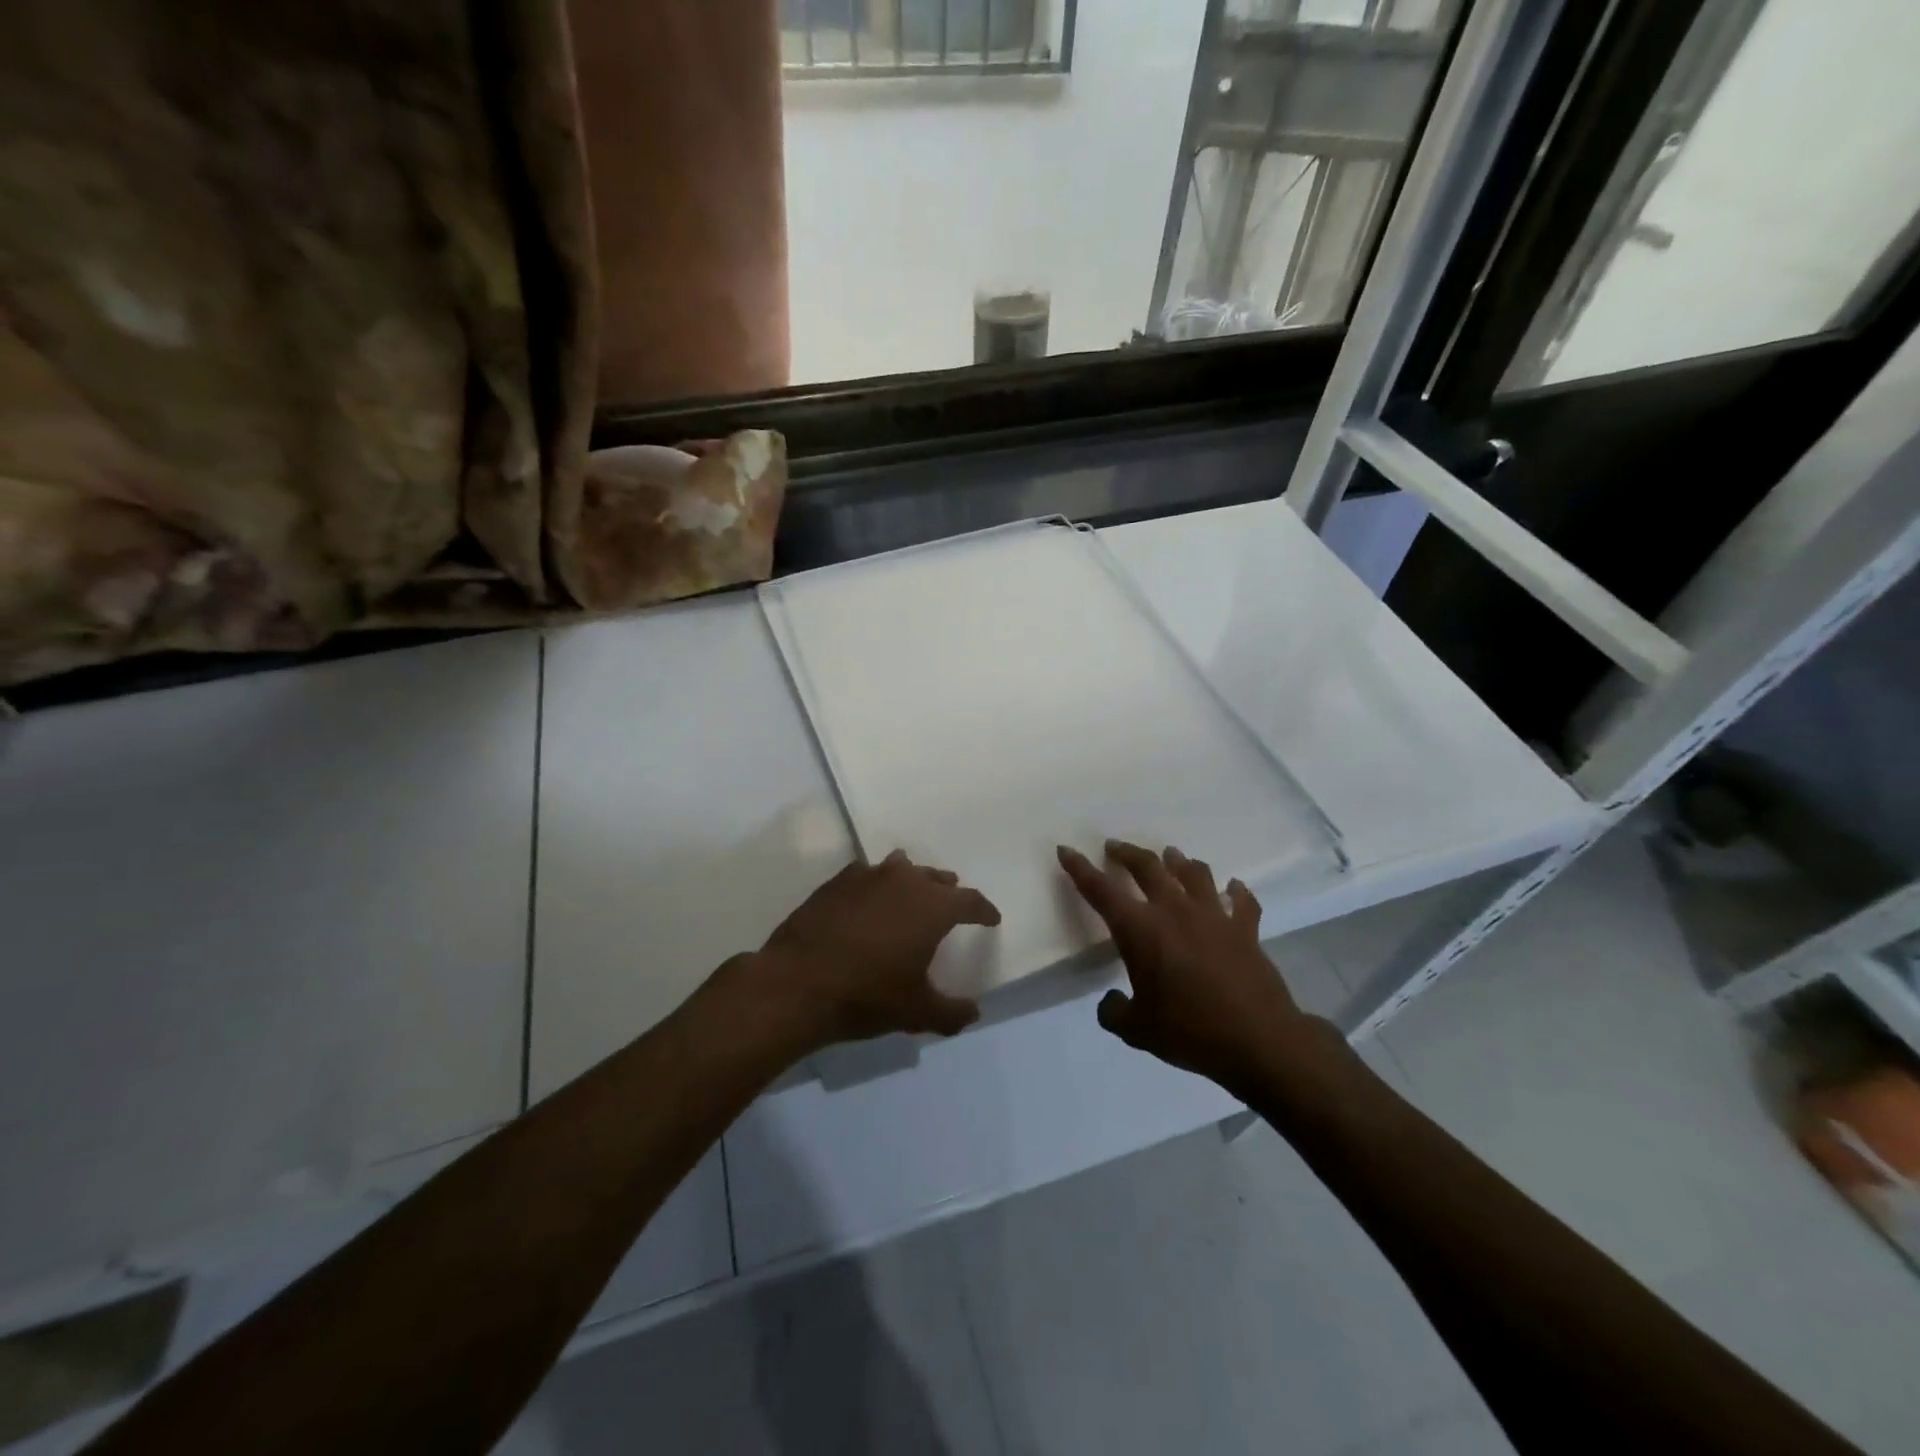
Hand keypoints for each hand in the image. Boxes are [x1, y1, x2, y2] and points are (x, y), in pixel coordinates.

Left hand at [747, 850, 1000, 1050]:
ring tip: (913, 893)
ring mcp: (867, 876)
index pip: (970, 901)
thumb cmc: (867, 996)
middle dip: (948, 890)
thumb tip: (974, 1012)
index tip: (991, 918)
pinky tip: (869, 900)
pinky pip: (867, 874)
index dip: (983, 910)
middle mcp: (904, 881)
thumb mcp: (917, 1013)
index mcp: (933, 907)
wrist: (796, 984)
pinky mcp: (836, 881)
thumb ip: (951, 1012)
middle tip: (952, 903)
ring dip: (913, 880)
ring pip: (901, 868)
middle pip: (936, 878)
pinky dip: (876, 884)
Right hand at [1057, 840, 1329, 1095]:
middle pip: (1147, 867)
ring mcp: (1214, 915)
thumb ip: (1114, 1012)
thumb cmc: (1190, 1032)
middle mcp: (1174, 911)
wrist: (1259, 1040)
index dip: (1080, 868)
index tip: (1066, 850)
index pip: (1101, 890)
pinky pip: (1242, 901)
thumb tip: (1110, 1001)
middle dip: (1127, 853)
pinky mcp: (1245, 929)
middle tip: (1114, 847)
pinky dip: (1236, 891)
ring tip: (1171, 856)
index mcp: (1141, 930)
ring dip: (1178, 861)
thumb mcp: (1137, 1030)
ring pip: (1194, 873)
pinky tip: (1234, 888)